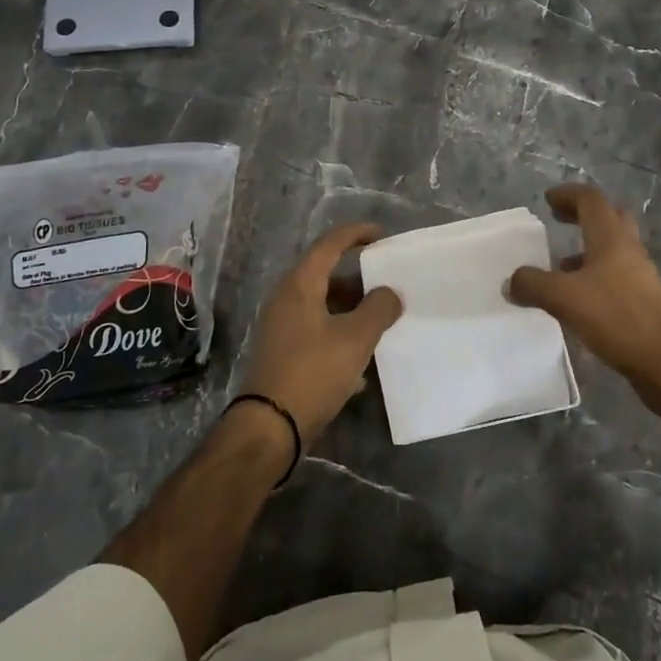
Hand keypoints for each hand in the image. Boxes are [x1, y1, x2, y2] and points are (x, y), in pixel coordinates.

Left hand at [239, 223, 403, 439]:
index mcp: (299, 285)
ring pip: (322, 303)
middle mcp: (286, 298)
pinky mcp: (284, 351)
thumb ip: (379, 308)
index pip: (329, 244)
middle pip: (324, 273)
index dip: (356, 234)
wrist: (270, 426)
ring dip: (351, 304)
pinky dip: (340, 328)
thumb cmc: (313, 372)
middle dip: (358, 274)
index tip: (382, 234)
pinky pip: (317, 327)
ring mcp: (281, 326)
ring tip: (381, 314)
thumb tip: (390, 292)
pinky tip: (362, 351)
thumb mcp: (355, 338)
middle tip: (387, 278)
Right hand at [507, 183, 660, 414]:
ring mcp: (641, 278)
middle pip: (610, 219)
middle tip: (560, 222)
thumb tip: (511, 281)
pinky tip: (577, 303)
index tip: (548, 200)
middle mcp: (629, 252)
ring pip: (613, 252)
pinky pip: (615, 280)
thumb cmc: (618, 318)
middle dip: (584, 216)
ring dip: (588, 251)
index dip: (568, 195)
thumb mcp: (564, 299)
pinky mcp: (644, 304)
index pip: (591, 200)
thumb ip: (533, 285)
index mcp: (612, 239)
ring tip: (559, 268)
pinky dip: (594, 280)